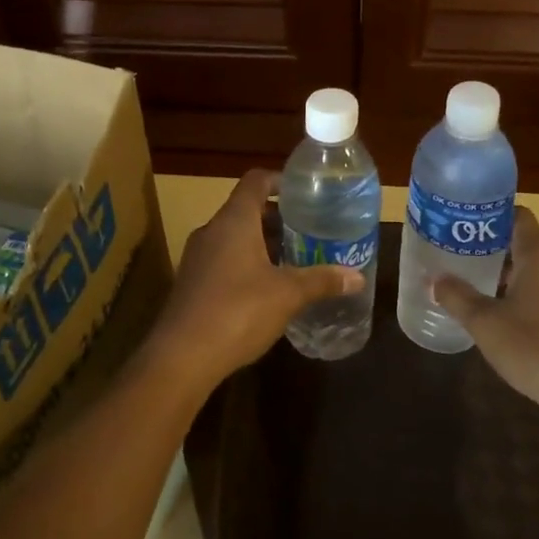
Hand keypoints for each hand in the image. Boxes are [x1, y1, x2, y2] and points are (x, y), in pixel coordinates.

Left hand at [145, 170, 365, 390]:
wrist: (181, 357)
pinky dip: (246, 265)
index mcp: (234, 221)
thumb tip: (357, 277)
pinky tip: (267, 290)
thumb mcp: (287, 295)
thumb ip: (322, 281)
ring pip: (234, 238)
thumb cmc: (238, 311)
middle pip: (246, 210)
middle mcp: (212, 231)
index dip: (280, 181)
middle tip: (309, 232)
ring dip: (262, 244)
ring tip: (294, 260)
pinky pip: (223, 261)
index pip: (256, 181)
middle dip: (278, 219)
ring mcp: (197, 258)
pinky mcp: (192, 283)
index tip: (306, 193)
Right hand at [432, 207, 538, 432]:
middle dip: (494, 251)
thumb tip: (436, 279)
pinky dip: (529, 298)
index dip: (491, 216)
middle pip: (526, 245)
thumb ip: (457, 297)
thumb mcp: (485, 324)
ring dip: (511, 278)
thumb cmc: (536, 348)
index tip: (465, 225)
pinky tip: (508, 320)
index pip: (518, 217)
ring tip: (478, 290)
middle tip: (461, 260)